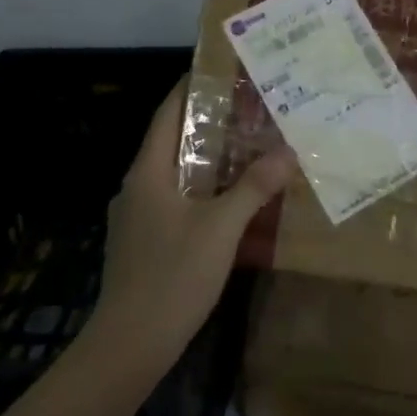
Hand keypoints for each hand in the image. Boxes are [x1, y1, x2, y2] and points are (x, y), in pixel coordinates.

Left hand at [91, 76, 295, 363]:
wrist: (129, 345)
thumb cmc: (172, 276)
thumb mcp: (221, 228)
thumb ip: (253, 188)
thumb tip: (287, 152)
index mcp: (148, 172)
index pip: (167, 113)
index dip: (191, 88)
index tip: (222, 70)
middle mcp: (138, 186)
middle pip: (173, 141)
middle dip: (209, 124)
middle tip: (252, 109)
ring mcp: (137, 217)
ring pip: (176, 174)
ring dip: (209, 160)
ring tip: (249, 148)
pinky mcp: (144, 242)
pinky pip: (176, 201)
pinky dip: (203, 190)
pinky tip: (231, 201)